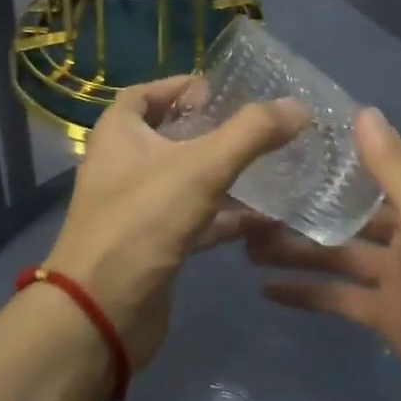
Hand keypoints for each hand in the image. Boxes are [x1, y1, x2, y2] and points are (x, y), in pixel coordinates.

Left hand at [46, 76, 308, 369]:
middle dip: (211, 129)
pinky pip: (195, 219)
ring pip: (186, 179)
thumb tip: (299, 107)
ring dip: (224, 173)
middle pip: (169, 135)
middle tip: (256, 126)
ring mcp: (137, 207)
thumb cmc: (142, 222)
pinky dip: (226, 217)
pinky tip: (266, 219)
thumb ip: (251, 133)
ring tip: (271, 166)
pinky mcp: (154, 245)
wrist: (101, 314)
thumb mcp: (201, 168)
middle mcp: (123, 164)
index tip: (221, 89)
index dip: (180, 86)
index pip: (145, 93)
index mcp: (119, 133)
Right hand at [248, 108, 400, 400]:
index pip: (380, 160)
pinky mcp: (387, 316)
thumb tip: (363, 111)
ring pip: (337, 251)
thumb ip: (394, 170)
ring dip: (297, 246)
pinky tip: (266, 289)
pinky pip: (339, 296)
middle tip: (252, 192)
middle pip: (350, 208)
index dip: (342, 146)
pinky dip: (306, 292)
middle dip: (308, 201)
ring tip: (245, 239)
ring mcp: (397, 275)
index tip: (293, 132)